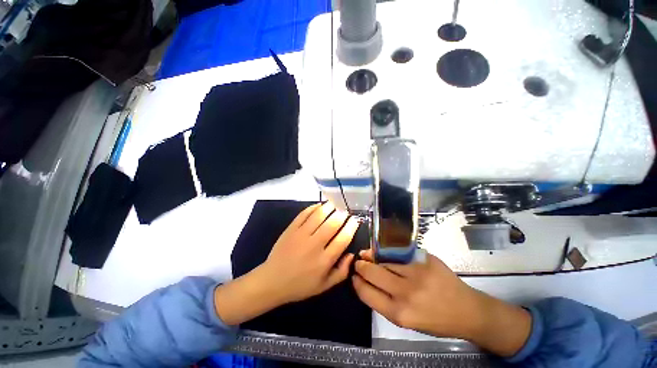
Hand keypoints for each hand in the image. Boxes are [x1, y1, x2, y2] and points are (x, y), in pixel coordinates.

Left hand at [215, 202, 358, 325]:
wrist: (272, 281)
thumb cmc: (300, 285)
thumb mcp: (324, 286)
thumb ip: (342, 272)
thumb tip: (352, 254)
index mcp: (324, 260)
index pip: (343, 238)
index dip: (351, 227)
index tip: (355, 221)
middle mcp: (314, 245)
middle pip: (333, 224)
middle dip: (342, 215)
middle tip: (345, 212)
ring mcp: (301, 235)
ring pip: (319, 215)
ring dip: (329, 207)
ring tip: (334, 205)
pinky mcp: (291, 229)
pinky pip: (304, 214)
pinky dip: (313, 207)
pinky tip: (319, 206)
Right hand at [352, 250, 531, 356]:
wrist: (468, 311)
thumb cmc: (435, 320)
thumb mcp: (406, 321)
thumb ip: (385, 302)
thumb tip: (366, 281)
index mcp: (399, 314)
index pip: (366, 293)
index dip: (357, 282)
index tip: (353, 275)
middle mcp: (405, 293)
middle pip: (372, 272)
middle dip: (361, 266)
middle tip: (358, 262)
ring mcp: (416, 273)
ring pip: (384, 259)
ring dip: (372, 256)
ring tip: (367, 254)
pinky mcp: (425, 260)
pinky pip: (399, 253)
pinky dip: (388, 251)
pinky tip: (384, 251)